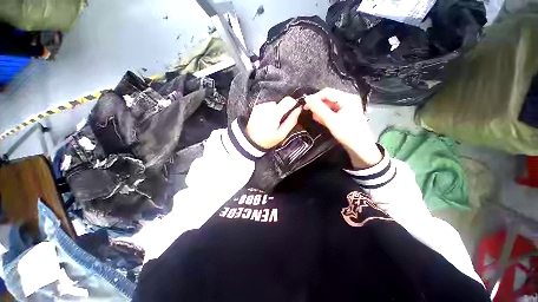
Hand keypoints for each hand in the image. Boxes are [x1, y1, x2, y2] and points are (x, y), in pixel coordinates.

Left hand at [246, 97, 301, 148]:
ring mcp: (260, 107)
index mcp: (274, 114)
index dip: (293, 104)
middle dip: (282, 111)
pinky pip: (266, 107)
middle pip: (280, 103)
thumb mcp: (281, 134)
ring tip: (271, 123)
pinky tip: (265, 121)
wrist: (251, 141)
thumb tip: (298, 110)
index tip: (293, 110)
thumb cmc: (266, 140)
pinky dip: (268, 112)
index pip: (288, 100)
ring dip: (274, 112)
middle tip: (279, 122)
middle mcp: (266, 108)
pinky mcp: (256, 108)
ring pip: (273, 105)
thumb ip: (291, 121)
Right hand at [304, 88, 381, 168]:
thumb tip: (307, 99)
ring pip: (328, 105)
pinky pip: (331, 111)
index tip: (305, 105)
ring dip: (320, 111)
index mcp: (347, 98)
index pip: (327, 92)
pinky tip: (320, 119)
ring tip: (316, 118)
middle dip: (318, 105)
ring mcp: (346, 107)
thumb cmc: (348, 133)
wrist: (359, 147)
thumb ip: (319, 109)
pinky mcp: (344, 114)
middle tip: (309, 112)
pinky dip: (325, 115)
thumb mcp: (331, 121)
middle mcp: (347, 100)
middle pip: (328, 98)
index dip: (314, 97)